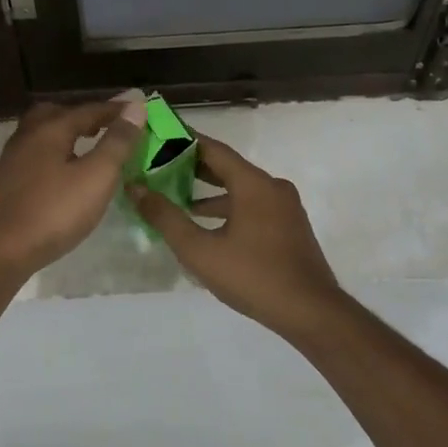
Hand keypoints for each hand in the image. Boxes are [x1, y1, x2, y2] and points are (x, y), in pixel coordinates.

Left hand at [0, 96, 145, 278]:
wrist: (0, 251)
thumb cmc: (54, 212)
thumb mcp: (96, 176)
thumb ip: (117, 142)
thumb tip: (135, 106)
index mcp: (50, 129)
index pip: (88, 110)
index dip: (115, 110)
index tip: (138, 110)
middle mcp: (27, 136)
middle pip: (57, 114)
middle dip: (83, 116)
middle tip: (105, 126)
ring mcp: (12, 160)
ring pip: (41, 134)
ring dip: (66, 134)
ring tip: (87, 148)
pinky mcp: (5, 183)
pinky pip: (34, 155)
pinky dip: (54, 154)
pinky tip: (63, 174)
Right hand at [129, 134, 347, 333]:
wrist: (311, 313)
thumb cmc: (253, 277)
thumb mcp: (200, 251)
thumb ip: (166, 218)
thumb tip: (136, 189)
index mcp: (254, 184)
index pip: (213, 149)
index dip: (184, 140)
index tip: (159, 133)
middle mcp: (272, 187)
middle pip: (228, 167)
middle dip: (193, 166)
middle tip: (158, 164)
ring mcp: (285, 207)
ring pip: (241, 188)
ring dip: (210, 191)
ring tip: (176, 195)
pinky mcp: (289, 226)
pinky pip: (253, 205)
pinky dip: (228, 206)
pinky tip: (208, 224)